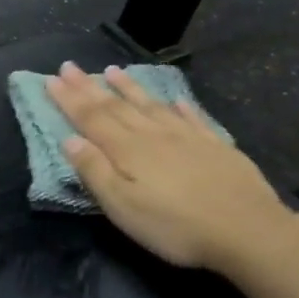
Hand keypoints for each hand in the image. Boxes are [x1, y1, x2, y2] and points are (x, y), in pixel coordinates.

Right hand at [45, 62, 298, 277]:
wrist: (247, 231)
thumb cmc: (175, 226)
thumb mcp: (123, 207)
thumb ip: (95, 172)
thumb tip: (70, 140)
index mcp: (127, 150)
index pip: (91, 118)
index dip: (69, 99)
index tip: (51, 78)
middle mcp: (154, 135)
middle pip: (116, 106)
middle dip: (90, 87)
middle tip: (70, 66)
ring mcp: (187, 138)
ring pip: (151, 106)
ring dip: (130, 88)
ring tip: (114, 70)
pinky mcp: (215, 147)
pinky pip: (192, 118)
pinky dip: (180, 106)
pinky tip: (174, 100)